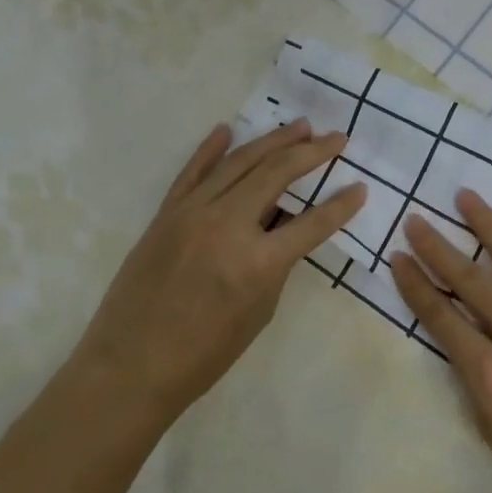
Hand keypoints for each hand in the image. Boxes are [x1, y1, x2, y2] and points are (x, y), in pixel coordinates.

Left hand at [72, 119, 365, 425]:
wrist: (130, 366)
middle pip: (277, 174)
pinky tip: (227, 129)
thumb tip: (281, 229)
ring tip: (298, 126)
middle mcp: (227, 225)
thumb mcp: (258, 313)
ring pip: (239, 162)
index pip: (312, 223)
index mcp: (258, 262)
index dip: (341, 205)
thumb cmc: (203, 355)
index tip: (361, 187)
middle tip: (336, 137)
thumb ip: (275, 265)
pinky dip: (210, 149)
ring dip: (272, 141)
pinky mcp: (166, 212)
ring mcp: (193, 213)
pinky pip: (192, 171)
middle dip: (311, 152)